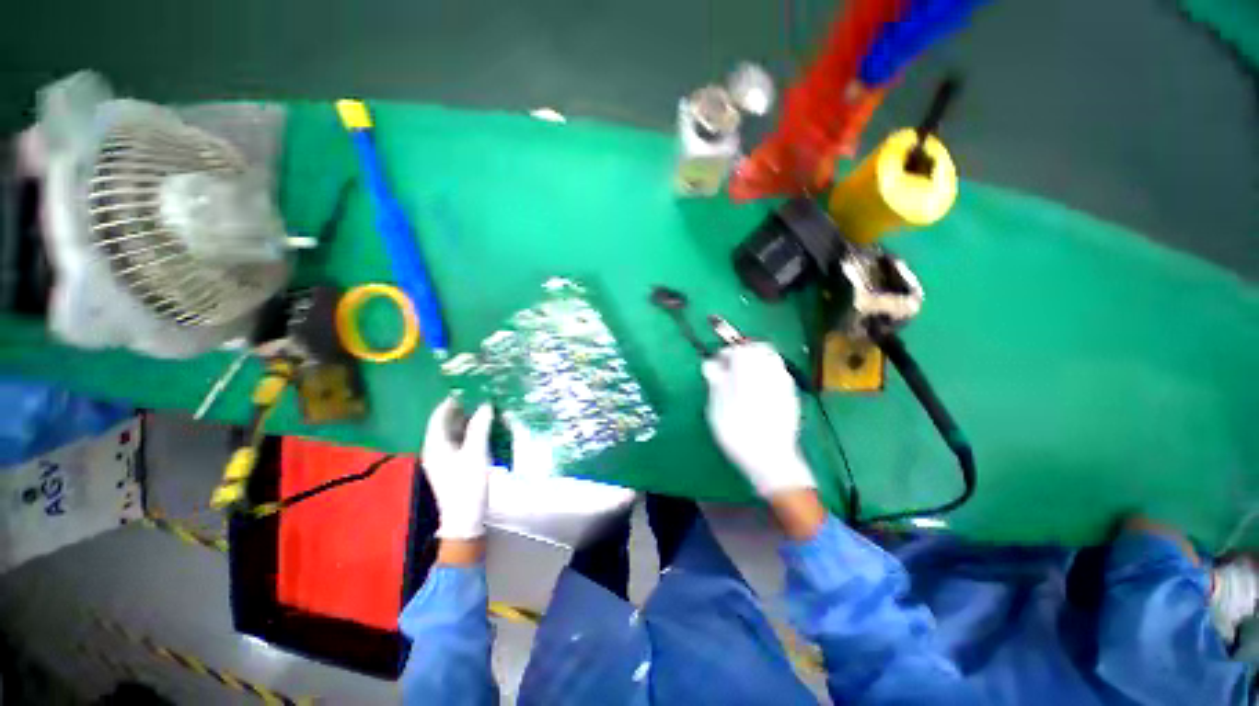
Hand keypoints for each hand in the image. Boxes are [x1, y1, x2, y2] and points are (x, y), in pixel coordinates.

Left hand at [422, 397, 493, 540]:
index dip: (450, 403)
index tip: (465, 390)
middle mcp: (435, 451)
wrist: (465, 518)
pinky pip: (458, 444)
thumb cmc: (468, 484)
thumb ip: (480, 427)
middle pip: (445, 425)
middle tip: (478, 398)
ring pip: (452, 435)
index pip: (438, 418)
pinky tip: (482, 431)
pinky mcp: (452, 468)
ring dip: (466, 422)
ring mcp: (443, 461)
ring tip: (483, 411)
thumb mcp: (476, 453)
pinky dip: (469, 434)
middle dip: (460, 411)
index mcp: (435, 446)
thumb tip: (485, 405)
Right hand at [702, 342, 815, 497]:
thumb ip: (715, 379)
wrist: (771, 458)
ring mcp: (784, 382)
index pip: (737, 348)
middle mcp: (769, 369)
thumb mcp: (716, 405)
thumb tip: (711, 363)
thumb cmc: (737, 430)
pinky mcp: (792, 395)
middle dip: (744, 353)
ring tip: (744, 380)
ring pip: (771, 359)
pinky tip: (759, 393)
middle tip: (731, 369)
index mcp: (748, 368)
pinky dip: (767, 376)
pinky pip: (779, 374)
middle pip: (759, 348)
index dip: (724, 354)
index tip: (716, 366)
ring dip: (757, 363)